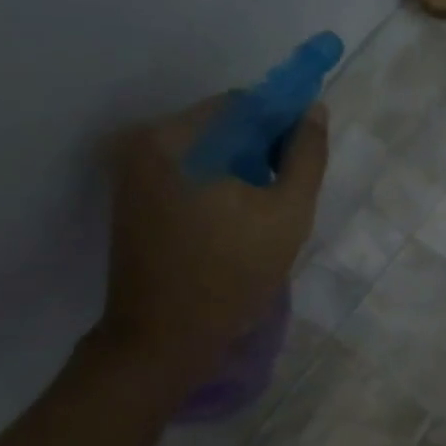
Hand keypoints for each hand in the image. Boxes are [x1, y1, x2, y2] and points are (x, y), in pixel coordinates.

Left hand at [93, 94, 328, 399]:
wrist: (165, 340)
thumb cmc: (232, 275)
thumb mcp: (287, 214)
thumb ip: (307, 157)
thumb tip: (314, 110)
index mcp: (174, 138)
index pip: (242, 105)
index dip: (282, 124)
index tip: (304, 160)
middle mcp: (143, 143)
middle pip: (221, 127)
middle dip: (261, 151)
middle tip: (288, 192)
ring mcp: (131, 173)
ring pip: (206, 154)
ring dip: (241, 170)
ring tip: (264, 213)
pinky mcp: (132, 201)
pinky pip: (187, 175)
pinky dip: (217, 187)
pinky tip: (236, 222)